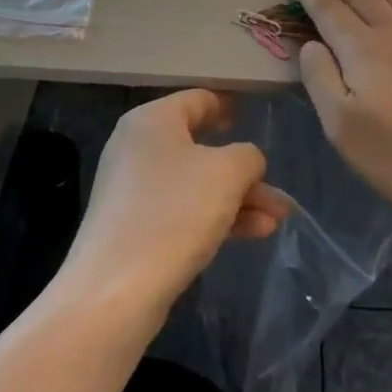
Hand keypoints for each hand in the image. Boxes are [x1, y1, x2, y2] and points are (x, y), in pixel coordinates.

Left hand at [64, 90, 292, 314]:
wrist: (115, 291)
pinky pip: (182, 212)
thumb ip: (248, 156)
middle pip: (201, 147)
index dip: (228, 106)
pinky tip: (254, 234)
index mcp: (152, 121)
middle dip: (244, 172)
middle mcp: (137, 148)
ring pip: (196, 185)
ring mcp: (133, 190)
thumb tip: (246, 163)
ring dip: (238, 199)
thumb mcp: (227, 173)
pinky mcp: (133, 228)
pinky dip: (216, 217)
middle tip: (276, 192)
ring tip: (276, 220)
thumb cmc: (174, 212)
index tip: (252, 118)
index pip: (197, 99)